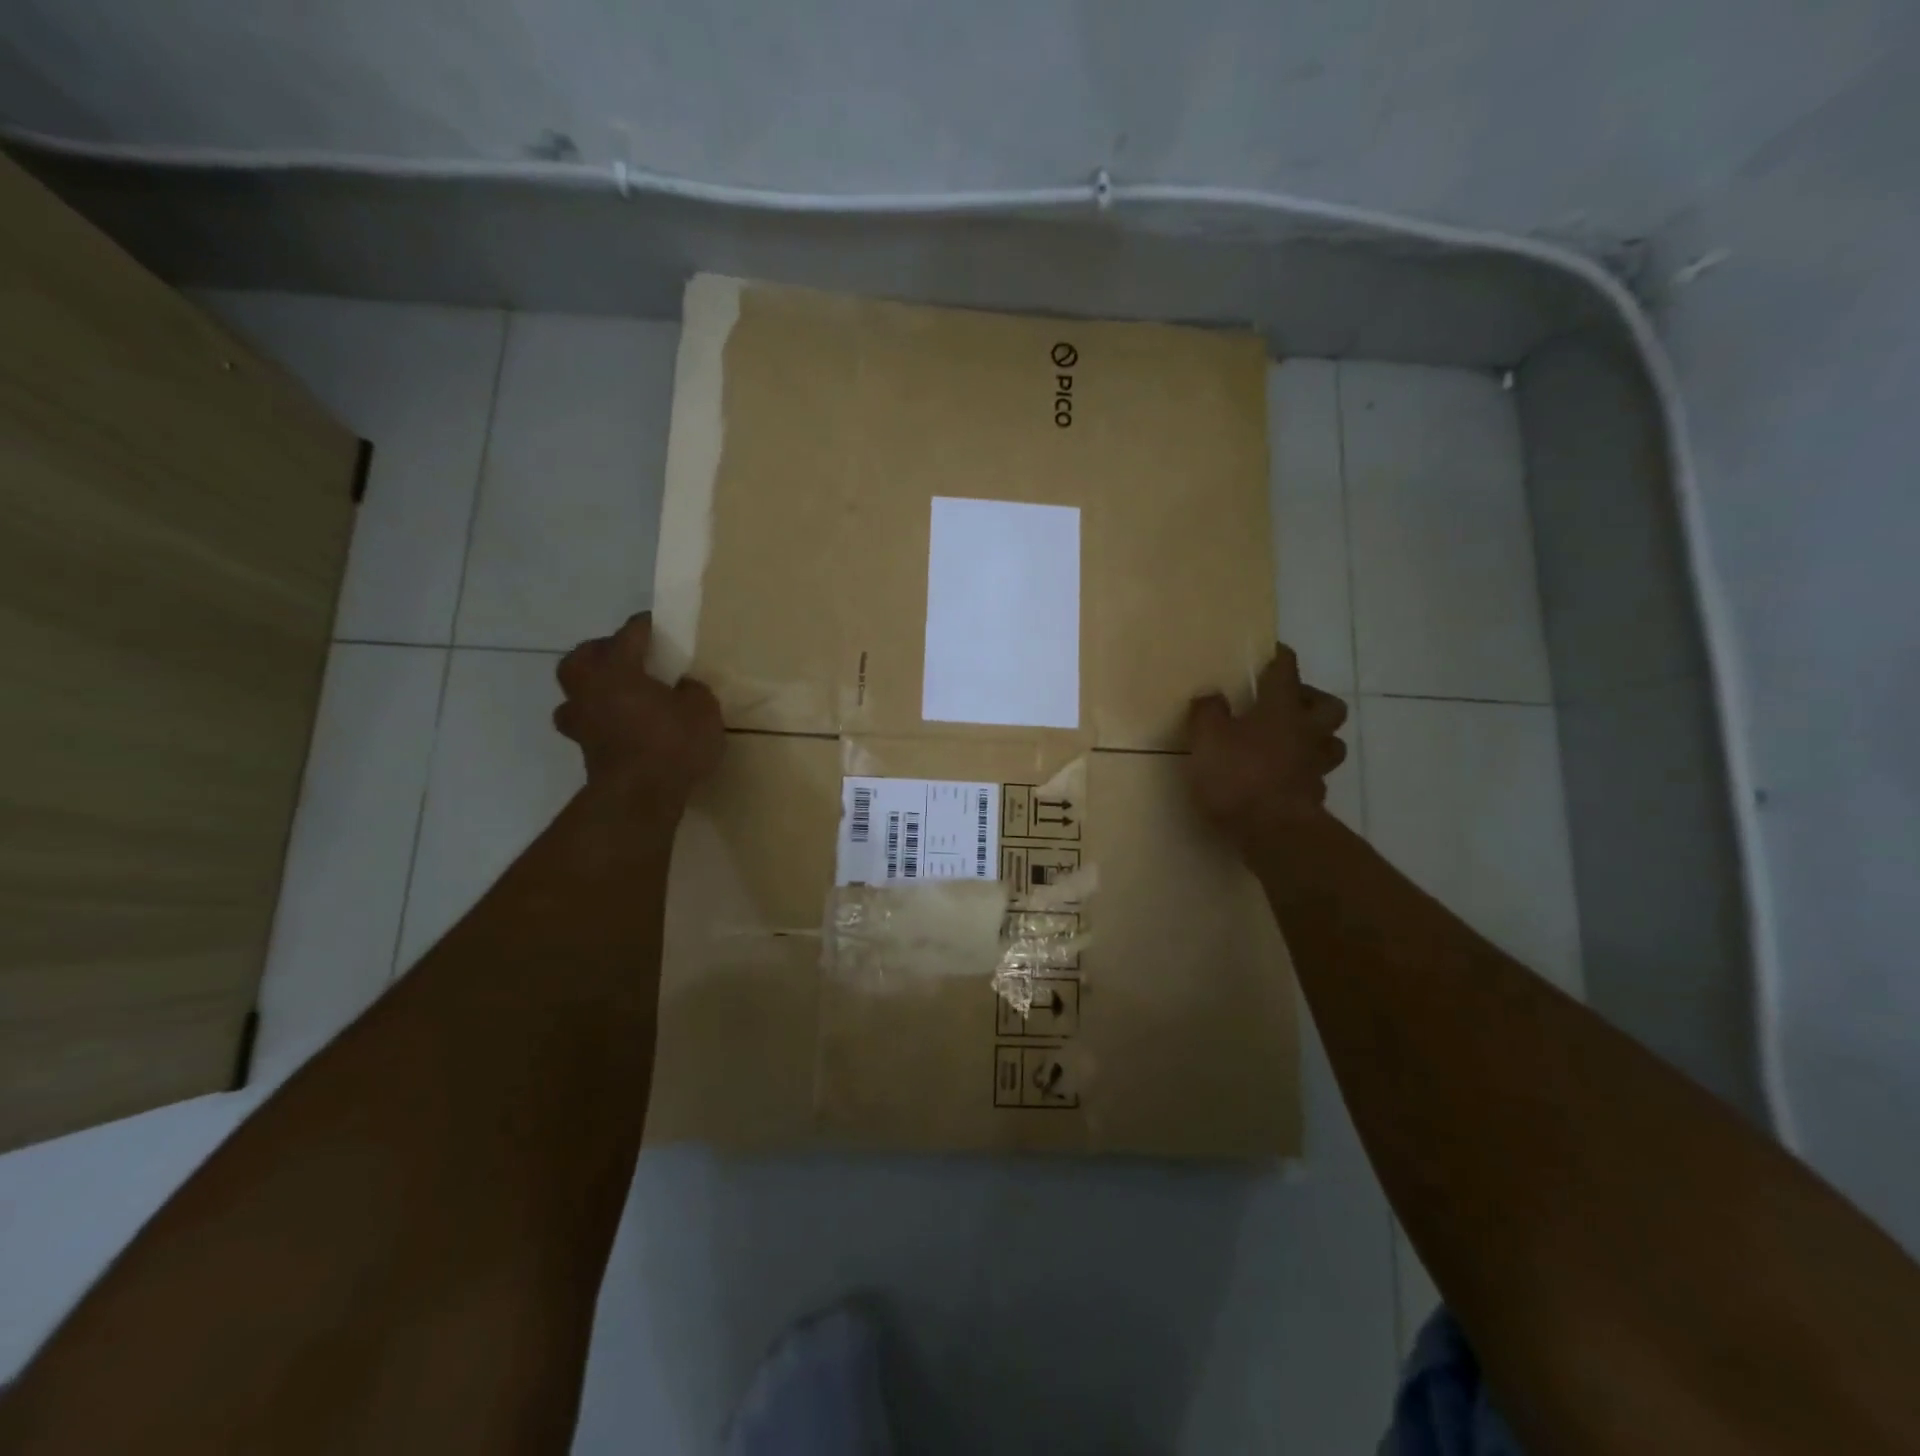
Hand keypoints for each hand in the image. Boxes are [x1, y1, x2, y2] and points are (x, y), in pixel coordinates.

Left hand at [554, 613, 723, 806]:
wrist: (639, 797)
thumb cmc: (671, 743)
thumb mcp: (702, 709)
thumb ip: (692, 691)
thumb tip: (681, 688)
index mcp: (617, 669)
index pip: (629, 633)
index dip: (646, 625)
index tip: (660, 624)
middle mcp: (590, 689)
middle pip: (581, 657)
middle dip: (601, 652)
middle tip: (626, 657)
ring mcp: (581, 722)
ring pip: (574, 694)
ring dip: (591, 689)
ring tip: (618, 694)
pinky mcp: (585, 751)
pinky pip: (587, 724)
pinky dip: (600, 720)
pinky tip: (622, 726)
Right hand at [1187, 643, 1348, 850]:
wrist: (1273, 833)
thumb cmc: (1238, 776)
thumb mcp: (1206, 738)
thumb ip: (1207, 713)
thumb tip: (1212, 697)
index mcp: (1281, 708)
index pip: (1286, 670)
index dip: (1280, 657)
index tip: (1272, 651)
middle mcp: (1306, 731)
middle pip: (1328, 705)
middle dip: (1311, 699)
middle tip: (1287, 703)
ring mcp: (1315, 766)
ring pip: (1331, 742)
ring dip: (1316, 736)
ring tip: (1290, 741)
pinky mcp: (1313, 796)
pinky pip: (1315, 775)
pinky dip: (1303, 771)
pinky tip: (1282, 777)